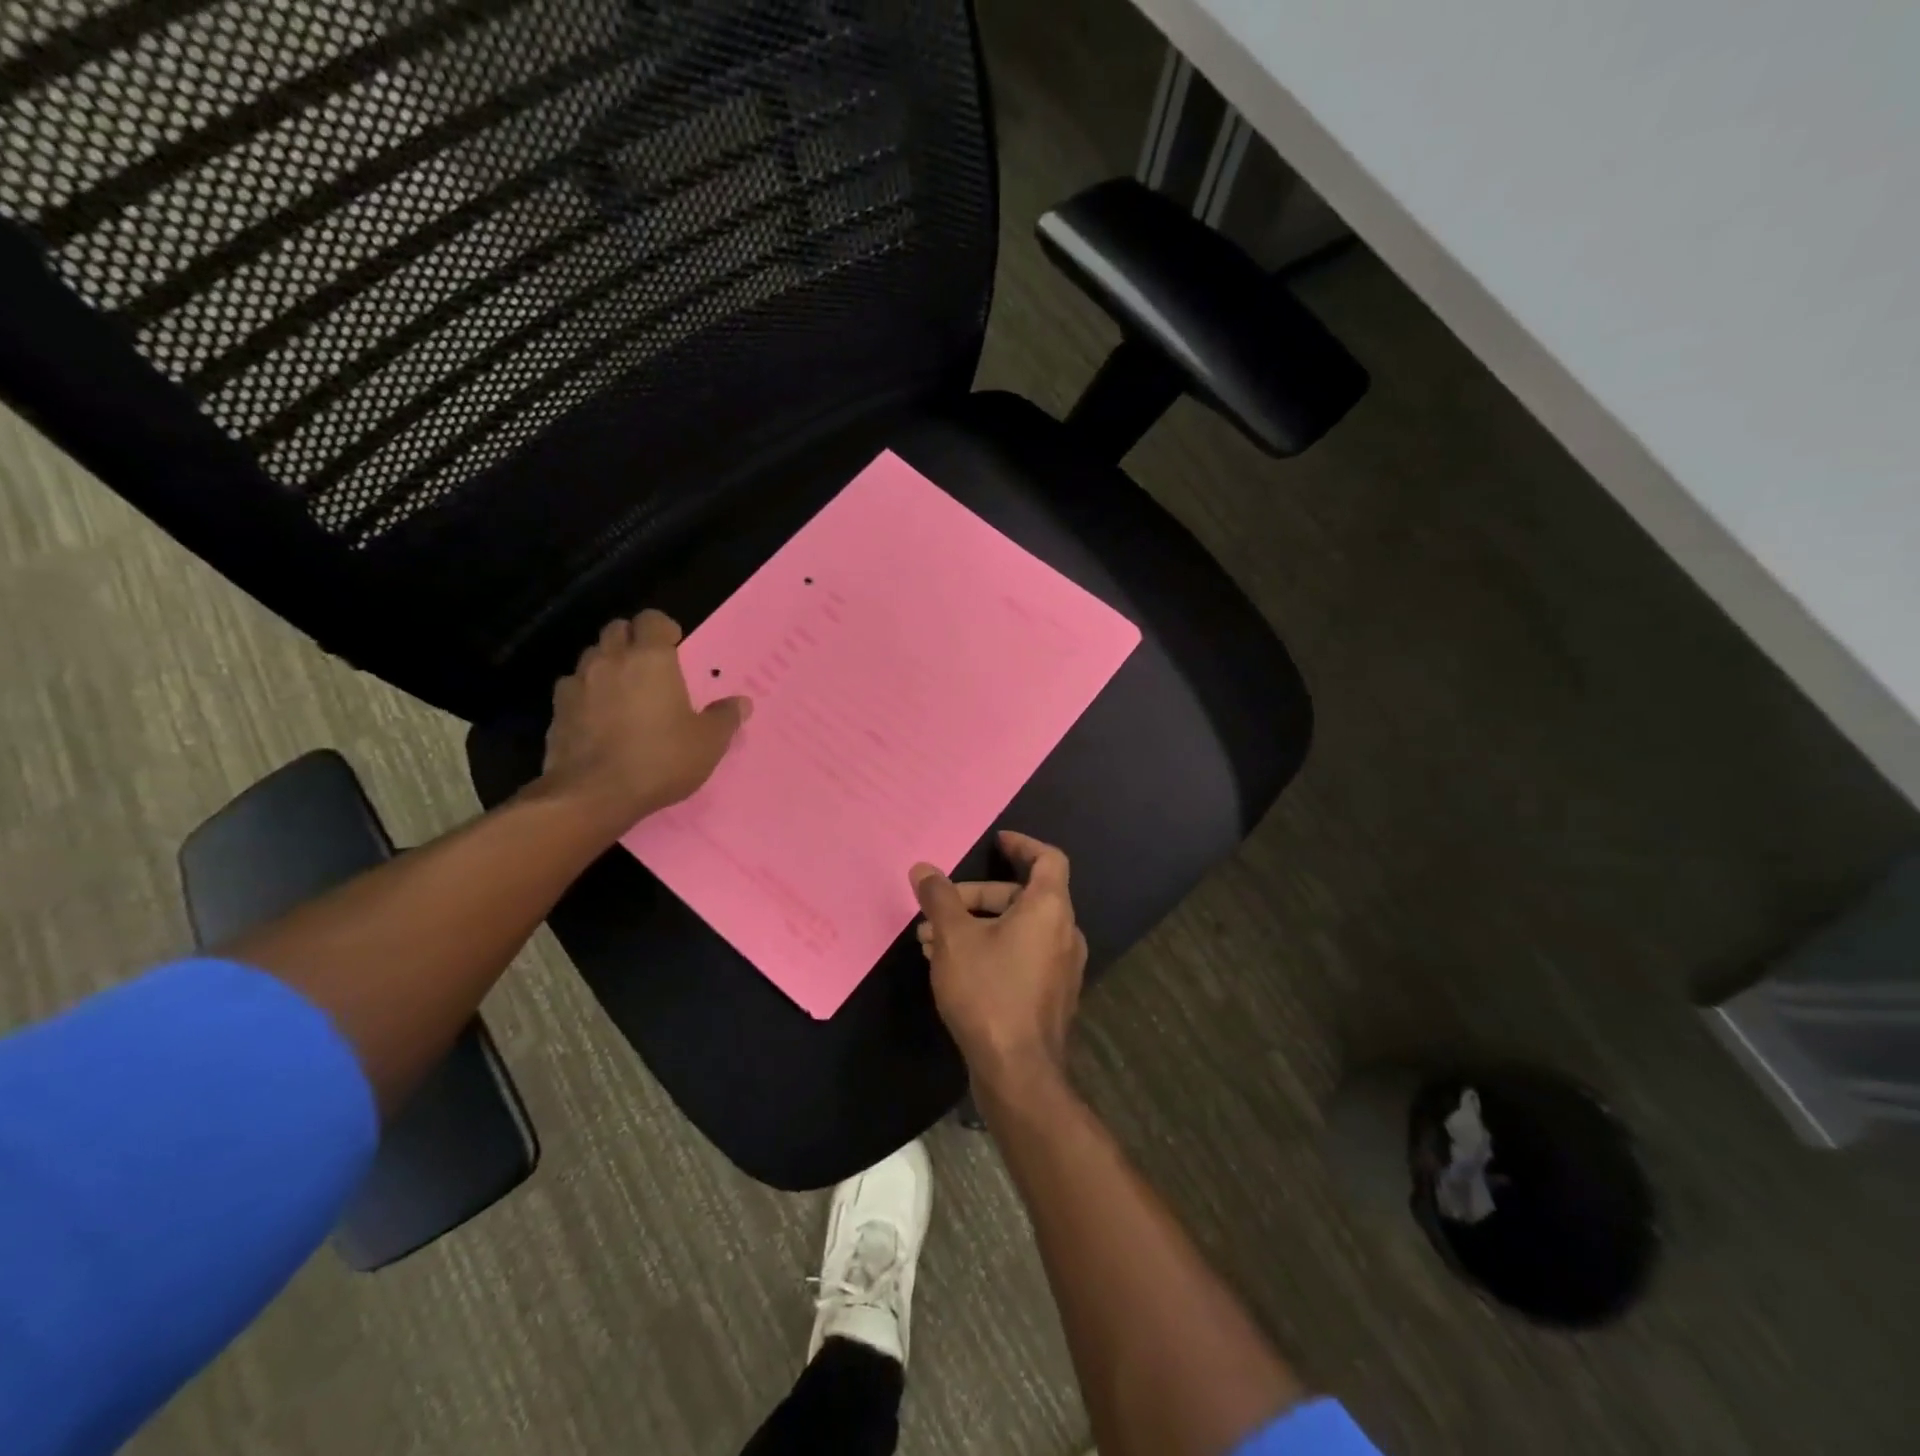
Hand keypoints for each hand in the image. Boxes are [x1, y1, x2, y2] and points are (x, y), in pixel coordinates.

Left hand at [540, 610, 749, 831]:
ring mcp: (578, 683)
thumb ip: (725, 717)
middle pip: (617, 629)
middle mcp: (610, 660)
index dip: (663, 628)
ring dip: (607, 664)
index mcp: (650, 659)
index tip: (675, 646)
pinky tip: (598, 717)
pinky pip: (572, 688)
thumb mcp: (708, 743)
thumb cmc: (660, 759)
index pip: (652, 619)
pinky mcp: (557, 710)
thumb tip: (742, 703)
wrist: (594, 794)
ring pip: (592, 656)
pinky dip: (586, 693)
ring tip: (623, 691)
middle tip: (649, 666)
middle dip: (633, 639)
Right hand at [912, 831, 1086, 1088]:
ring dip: (977, 926)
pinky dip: (991, 948)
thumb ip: (939, 899)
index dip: (1022, 845)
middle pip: (1023, 896)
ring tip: (931, 941)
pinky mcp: (1051, 994)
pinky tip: (952, 967)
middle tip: (938, 909)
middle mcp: (1065, 931)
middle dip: (977, 897)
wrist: (1018, 1072)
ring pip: (1017, 929)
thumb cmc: (988, 992)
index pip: (1048, 858)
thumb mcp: (954, 939)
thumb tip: (923, 869)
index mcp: (1050, 908)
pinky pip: (1021, 954)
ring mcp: (1061, 966)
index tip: (997, 841)